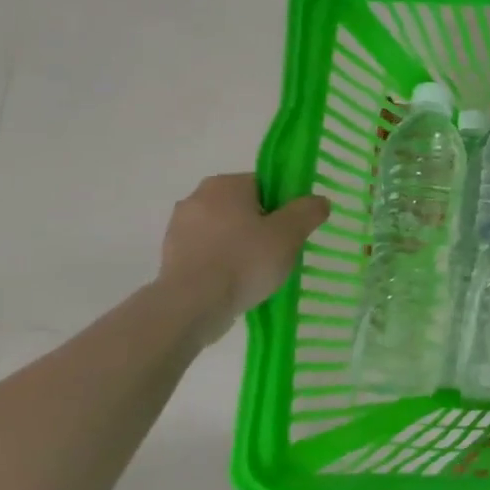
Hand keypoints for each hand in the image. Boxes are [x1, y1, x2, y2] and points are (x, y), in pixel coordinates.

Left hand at [158, 174, 330, 339]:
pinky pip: (209, 252)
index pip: (264, 185)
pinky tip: (236, 283)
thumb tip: (319, 201)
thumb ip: (308, 211)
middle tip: (280, 252)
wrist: (192, 304)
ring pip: (225, 231)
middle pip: (244, 207)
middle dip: (262, 226)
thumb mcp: (289, 234)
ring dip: (241, 245)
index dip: (284, 206)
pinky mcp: (171, 256)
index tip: (293, 230)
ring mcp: (179, 228)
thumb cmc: (244, 261)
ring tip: (258, 272)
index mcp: (224, 184)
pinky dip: (223, 262)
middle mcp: (196, 197)